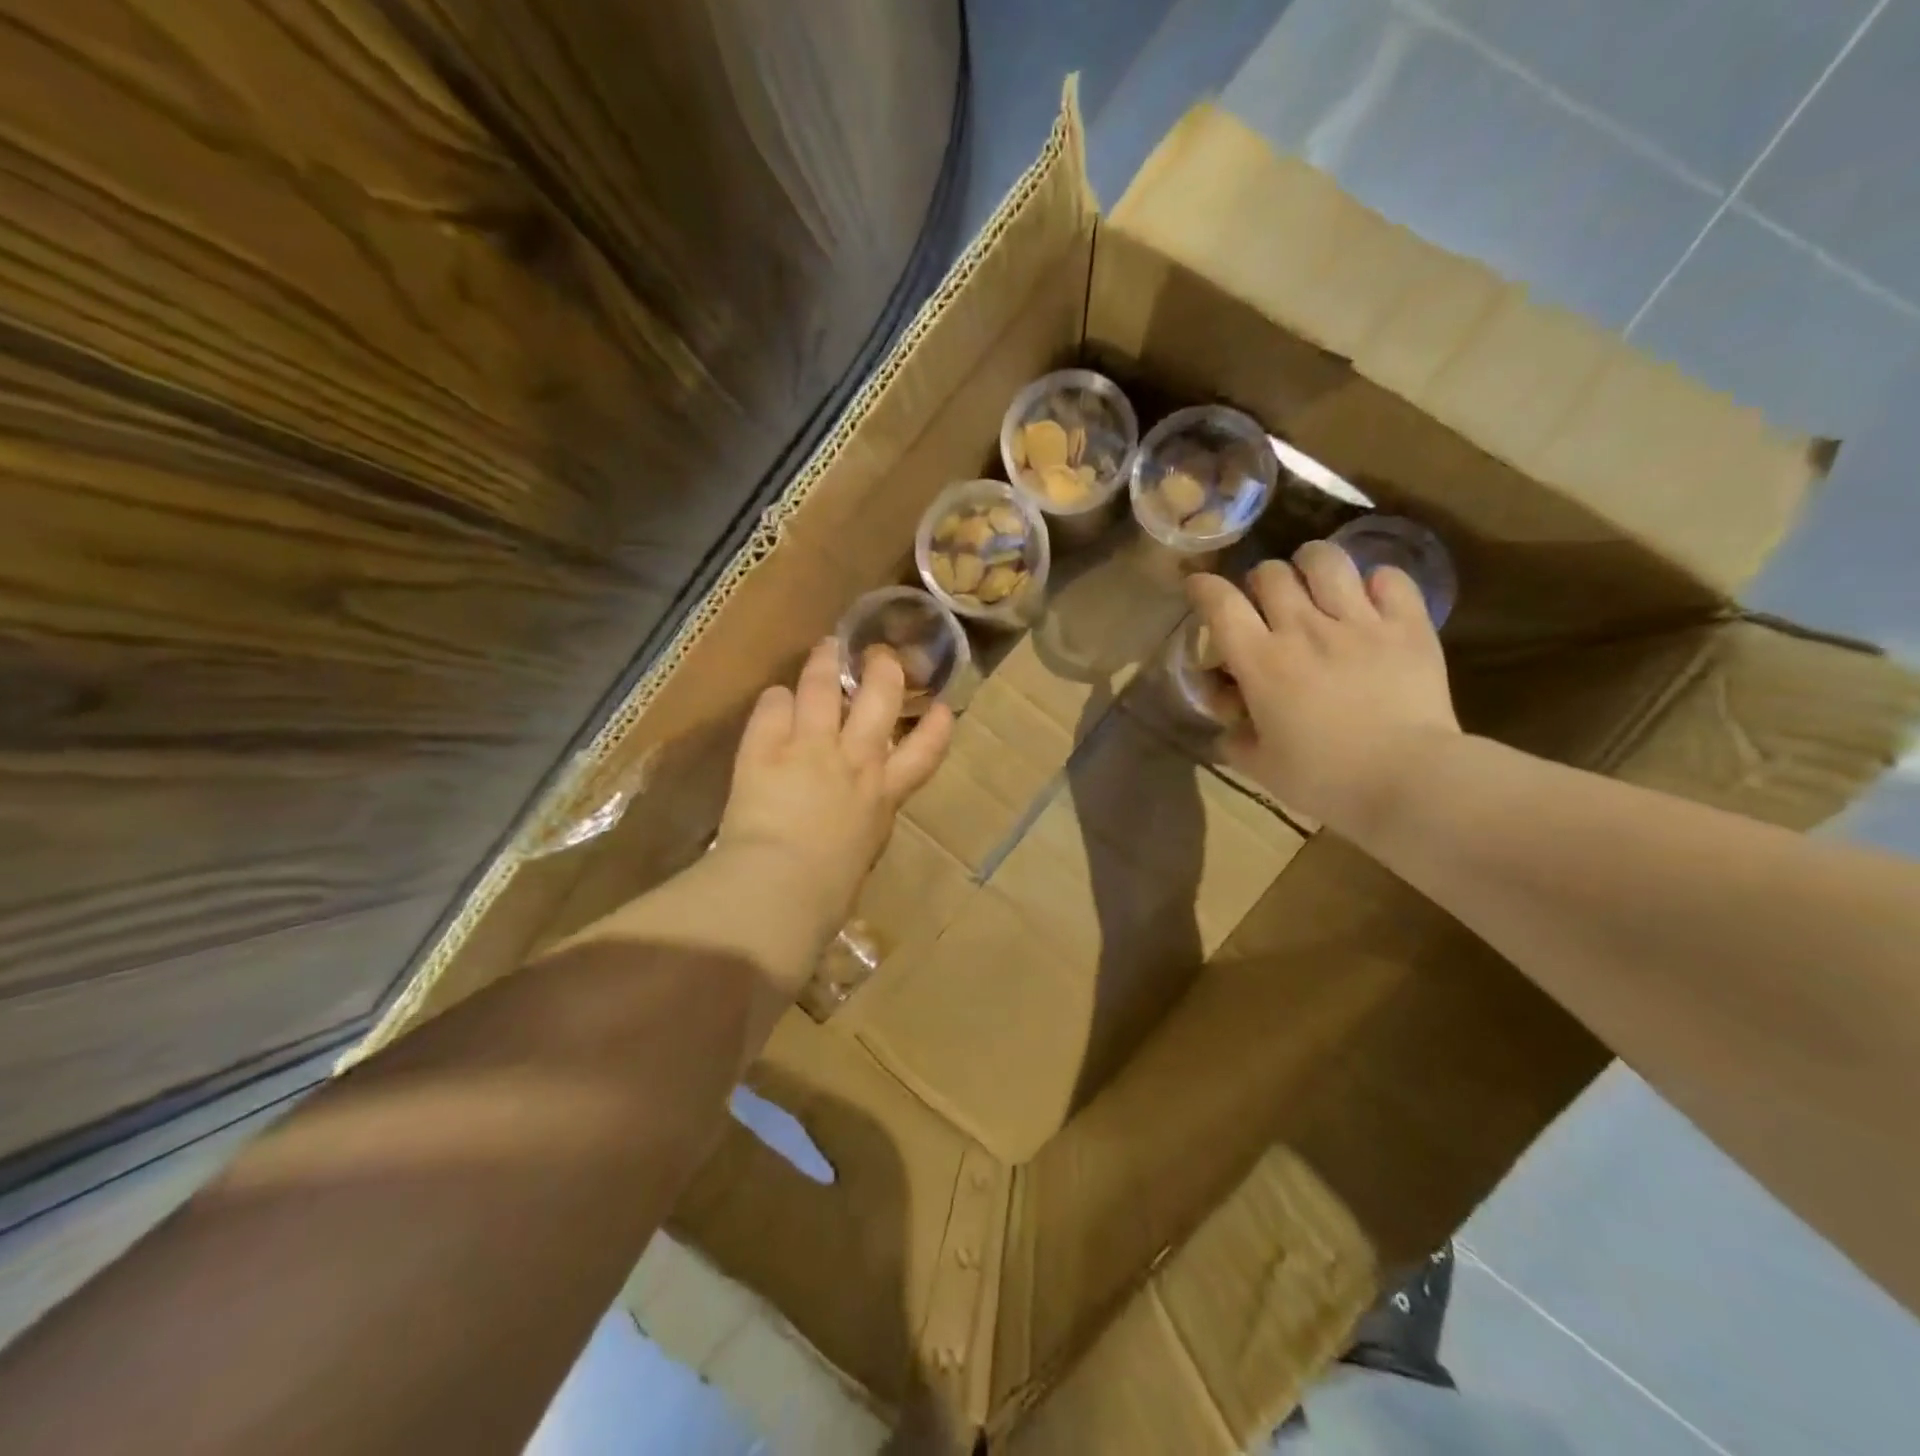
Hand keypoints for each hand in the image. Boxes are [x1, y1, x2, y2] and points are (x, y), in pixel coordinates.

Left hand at [717, 637, 952, 939]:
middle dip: (884, 669)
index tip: (943, 706)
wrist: (782, 887)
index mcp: (883, 794)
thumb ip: (862, 822)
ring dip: (825, 662)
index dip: (936, 727)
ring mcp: (811, 747)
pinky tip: (775, 698)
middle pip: (879, 697)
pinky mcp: (766, 747)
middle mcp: (855, 759)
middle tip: (880, 654)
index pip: (925, 752)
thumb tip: (852, 816)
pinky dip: (776, 699)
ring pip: (822, 687)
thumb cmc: (827, 891)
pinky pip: (773, 705)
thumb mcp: (862, 853)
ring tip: (826, 647)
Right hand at [1187, 540, 1459, 833]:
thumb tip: (1231, 727)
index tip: (1199, 587)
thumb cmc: (1326, 779)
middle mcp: (1304, 629)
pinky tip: (1372, 599)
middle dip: (1259, 582)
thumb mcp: (1262, 768)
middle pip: (1270, 573)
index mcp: (1261, 663)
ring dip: (1311, 565)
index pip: (1220, 604)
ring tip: (1315, 581)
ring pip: (1326, 560)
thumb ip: (1237, 740)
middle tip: (1267, 603)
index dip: (1203, 588)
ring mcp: (1359, 622)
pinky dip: (1376, 582)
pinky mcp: (1408, 626)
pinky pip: (1389, 578)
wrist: (1410, 781)